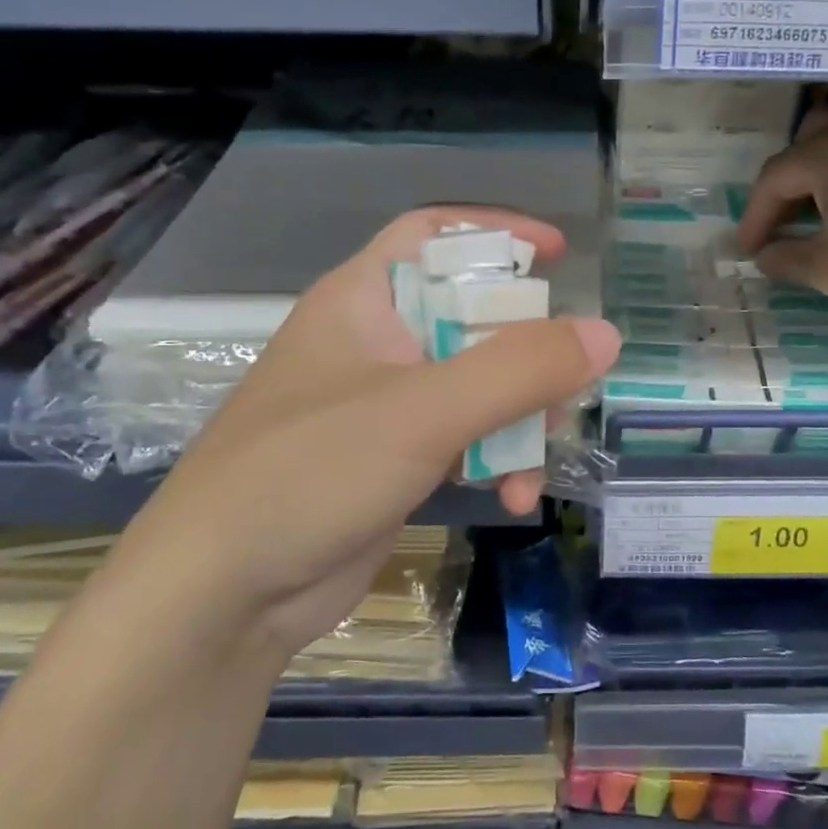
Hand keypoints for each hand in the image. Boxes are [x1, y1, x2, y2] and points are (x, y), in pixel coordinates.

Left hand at [122, 207, 619, 660]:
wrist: (222, 597)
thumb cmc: (310, 473)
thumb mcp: (424, 411)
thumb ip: (519, 369)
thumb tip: (605, 334)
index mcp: (364, 301)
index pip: (434, 235)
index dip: (497, 232)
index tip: (559, 253)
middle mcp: (375, 342)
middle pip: (472, 315)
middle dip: (527, 348)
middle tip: (569, 377)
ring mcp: (385, 404)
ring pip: (478, 383)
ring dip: (519, 415)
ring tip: (541, 456)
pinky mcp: (395, 459)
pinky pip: (466, 438)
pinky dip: (497, 458)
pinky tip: (516, 497)